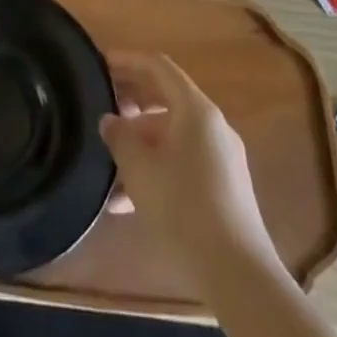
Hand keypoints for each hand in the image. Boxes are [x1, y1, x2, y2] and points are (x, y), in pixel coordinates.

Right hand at [100, 51, 280, 276]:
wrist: (238, 275)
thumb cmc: (183, 208)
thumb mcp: (139, 168)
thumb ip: (119, 136)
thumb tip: (110, 121)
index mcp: (196, 111)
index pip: (158, 67)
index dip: (127, 61)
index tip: (99, 64)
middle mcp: (212, 127)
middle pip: (165, 99)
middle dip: (130, 103)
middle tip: (98, 108)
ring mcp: (221, 159)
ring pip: (171, 136)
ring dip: (138, 143)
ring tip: (106, 163)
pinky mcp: (223, 189)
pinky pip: (181, 162)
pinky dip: (155, 169)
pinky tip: (125, 201)